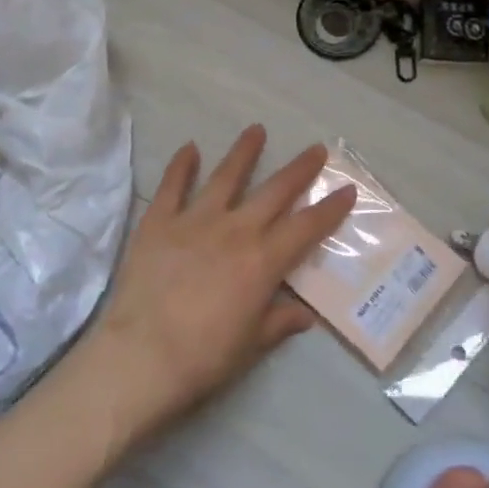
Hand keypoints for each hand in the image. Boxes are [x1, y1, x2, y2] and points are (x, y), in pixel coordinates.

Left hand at [80, 126, 357, 445]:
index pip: (306, 227)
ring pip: (226, 176)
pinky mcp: (159, 223)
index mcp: (263, 261)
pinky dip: (181, 165)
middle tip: (316, 149)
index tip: (347, 189)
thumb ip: (279, 322)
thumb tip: (305, 314)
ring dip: (244, 152)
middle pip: (275, 191)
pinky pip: (172, 186)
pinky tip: (190, 148)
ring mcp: (195, 221)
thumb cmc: (204, 357)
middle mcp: (235, 230)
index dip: (330, 208)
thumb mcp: (252, 344)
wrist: (141, 357)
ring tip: (256, 130)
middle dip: (299, 169)